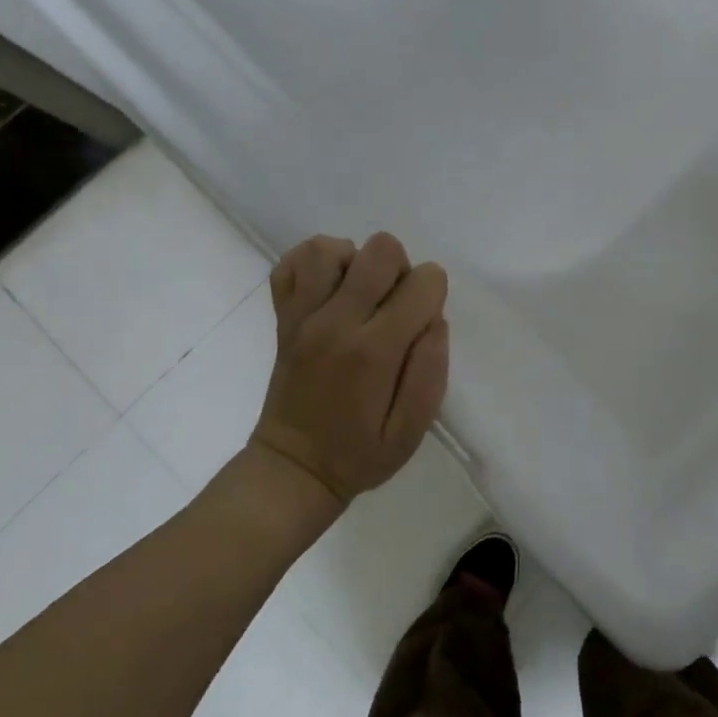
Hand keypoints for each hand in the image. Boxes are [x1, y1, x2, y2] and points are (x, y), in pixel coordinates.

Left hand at [250, 233, 449, 503]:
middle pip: (380, 251)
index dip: (433, 294)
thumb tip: (434, 320)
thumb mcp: (411, 431)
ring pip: (330, 248)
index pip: (423, 282)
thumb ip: (431, 372)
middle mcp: (336, 322)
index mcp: (375, 351)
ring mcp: (302, 316)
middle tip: (394, 308)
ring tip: (360, 295)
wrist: (292, 469)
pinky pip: (291, 264)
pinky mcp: (282, 317)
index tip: (422, 322)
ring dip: (355, 262)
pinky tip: (330, 288)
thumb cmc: (359, 454)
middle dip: (400, 271)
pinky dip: (314, 264)